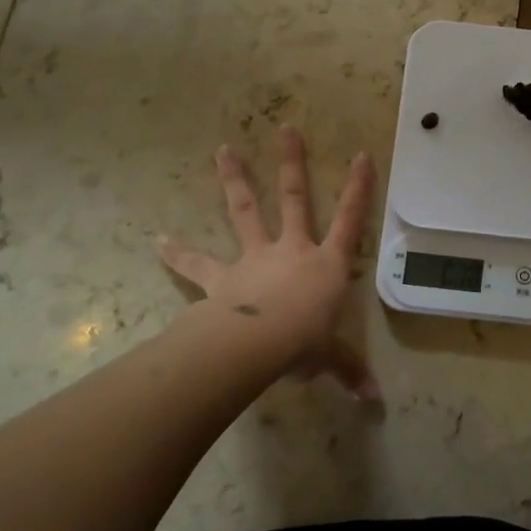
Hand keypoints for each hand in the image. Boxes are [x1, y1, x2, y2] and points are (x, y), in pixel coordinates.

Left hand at [159, 125, 379, 399]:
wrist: (255, 344)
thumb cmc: (302, 342)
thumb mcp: (330, 357)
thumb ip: (348, 370)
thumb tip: (374, 402)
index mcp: (326, 264)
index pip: (350, 219)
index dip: (359, 188)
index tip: (362, 154)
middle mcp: (292, 249)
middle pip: (295, 198)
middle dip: (292, 162)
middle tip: (286, 128)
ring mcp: (254, 257)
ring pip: (245, 211)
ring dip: (234, 180)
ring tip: (221, 150)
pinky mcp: (222, 276)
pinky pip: (197, 262)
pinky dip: (177, 252)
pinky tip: (157, 240)